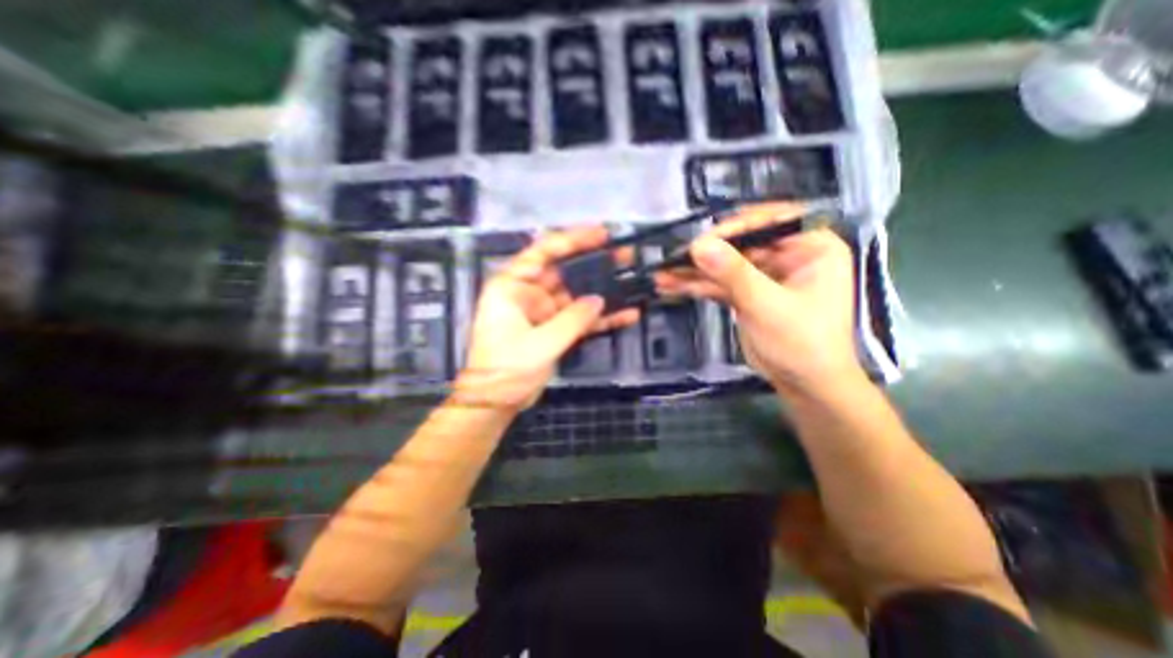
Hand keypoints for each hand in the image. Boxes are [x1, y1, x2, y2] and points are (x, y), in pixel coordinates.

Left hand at [458, 225, 639, 412]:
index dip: (573, 240)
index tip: (601, 234)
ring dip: (602, 290)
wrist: (496, 401)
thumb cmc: (506, 368)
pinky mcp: (555, 330)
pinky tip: (626, 314)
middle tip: (624, 256)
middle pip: (565, 271)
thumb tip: (599, 300)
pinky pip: (581, 319)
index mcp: (513, 286)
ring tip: (632, 280)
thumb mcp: (540, 343)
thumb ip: (572, 319)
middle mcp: (529, 293)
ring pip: (577, 295)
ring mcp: (544, 312)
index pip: (543, 252)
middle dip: (594, 264)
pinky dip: (601, 318)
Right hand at [660, 201, 857, 394]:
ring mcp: (764, 275)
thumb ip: (734, 274)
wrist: (804, 385)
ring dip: (695, 271)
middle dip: (707, 253)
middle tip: (675, 259)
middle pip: (741, 243)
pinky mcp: (747, 293)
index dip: (736, 227)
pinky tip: (673, 285)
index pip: (771, 221)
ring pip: (725, 265)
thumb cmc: (803, 344)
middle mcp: (788, 255)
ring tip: (664, 273)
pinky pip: (719, 283)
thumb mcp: (768, 306)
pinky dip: (697, 286)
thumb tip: (700, 246)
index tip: (703, 241)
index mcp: (812, 248)